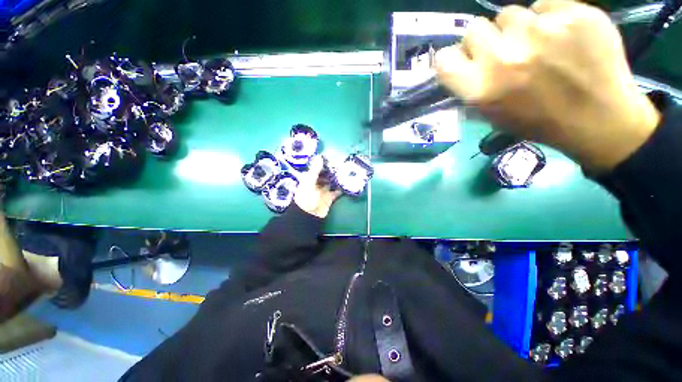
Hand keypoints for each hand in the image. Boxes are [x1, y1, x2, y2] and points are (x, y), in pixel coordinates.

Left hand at [294, 156, 341, 217]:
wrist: (308, 215)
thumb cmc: (306, 196)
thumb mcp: (309, 181)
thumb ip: (315, 170)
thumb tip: (320, 156)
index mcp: (309, 178)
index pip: (317, 169)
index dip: (324, 164)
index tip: (332, 160)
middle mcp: (316, 183)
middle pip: (326, 175)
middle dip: (332, 171)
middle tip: (341, 166)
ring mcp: (323, 190)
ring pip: (332, 182)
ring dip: (337, 179)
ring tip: (345, 173)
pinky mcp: (329, 197)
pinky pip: (336, 191)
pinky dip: (341, 188)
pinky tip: (346, 184)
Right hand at [436, 0, 660, 172]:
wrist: (600, 119)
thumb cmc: (539, 122)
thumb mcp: (492, 115)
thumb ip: (471, 87)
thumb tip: (464, 62)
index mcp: (480, 89)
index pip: (444, 60)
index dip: (454, 58)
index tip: (466, 60)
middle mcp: (502, 58)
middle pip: (473, 28)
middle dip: (484, 39)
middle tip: (504, 51)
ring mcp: (540, 31)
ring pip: (509, 13)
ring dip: (517, 29)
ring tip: (538, 46)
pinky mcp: (573, 14)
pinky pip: (544, 5)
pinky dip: (548, 19)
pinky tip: (563, 38)